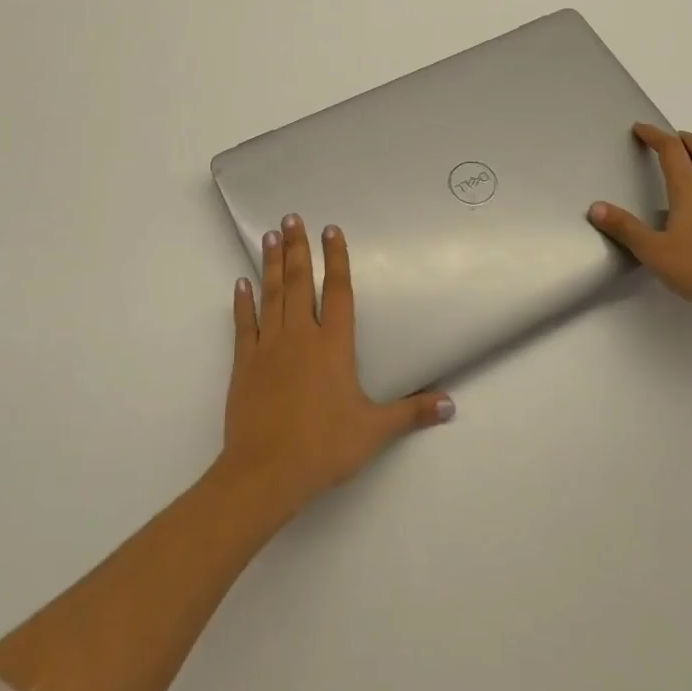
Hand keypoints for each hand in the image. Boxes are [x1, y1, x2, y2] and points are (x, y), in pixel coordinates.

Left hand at [220, 215, 453, 521]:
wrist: (266, 472)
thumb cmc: (324, 446)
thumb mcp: (374, 430)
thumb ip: (411, 412)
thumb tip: (450, 405)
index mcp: (334, 345)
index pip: (338, 291)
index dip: (336, 258)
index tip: (331, 229)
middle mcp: (301, 336)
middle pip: (300, 282)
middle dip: (297, 248)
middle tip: (291, 218)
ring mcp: (269, 347)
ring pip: (272, 295)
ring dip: (272, 264)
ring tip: (270, 236)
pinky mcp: (245, 363)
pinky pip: (245, 324)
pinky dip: (243, 302)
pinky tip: (241, 282)